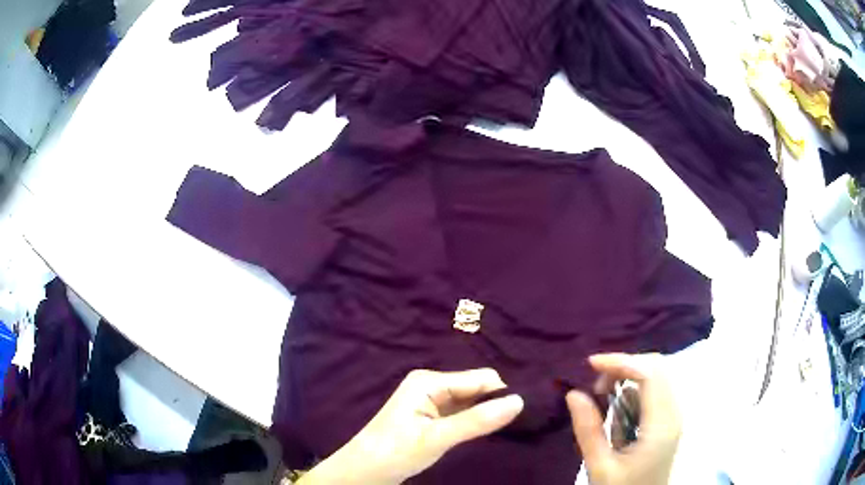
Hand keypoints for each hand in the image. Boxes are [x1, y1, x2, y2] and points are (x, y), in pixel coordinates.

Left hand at [298, 369, 523, 484]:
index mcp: (429, 381)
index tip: (521, 416)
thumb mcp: (437, 438)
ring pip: (471, 401)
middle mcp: (431, 385)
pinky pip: (462, 412)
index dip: (501, 395)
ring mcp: (430, 400)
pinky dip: (473, 421)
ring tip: (500, 432)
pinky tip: (481, 433)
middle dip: (493, 404)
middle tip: (509, 428)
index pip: (481, 378)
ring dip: (485, 413)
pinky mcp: (431, 416)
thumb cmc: (395, 452)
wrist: (364, 472)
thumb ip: (477, 421)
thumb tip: (519, 401)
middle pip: (476, 387)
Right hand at [566, 354, 680, 484]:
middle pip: (656, 368)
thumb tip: (573, 394)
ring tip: (602, 400)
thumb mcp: (600, 466)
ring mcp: (672, 416)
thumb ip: (588, 430)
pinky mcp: (666, 422)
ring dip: (627, 381)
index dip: (621, 362)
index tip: (589, 365)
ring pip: (655, 378)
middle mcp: (673, 413)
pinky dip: (632, 395)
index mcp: (662, 423)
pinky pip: (652, 394)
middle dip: (624, 368)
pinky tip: (616, 415)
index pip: (649, 373)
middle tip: (595, 386)